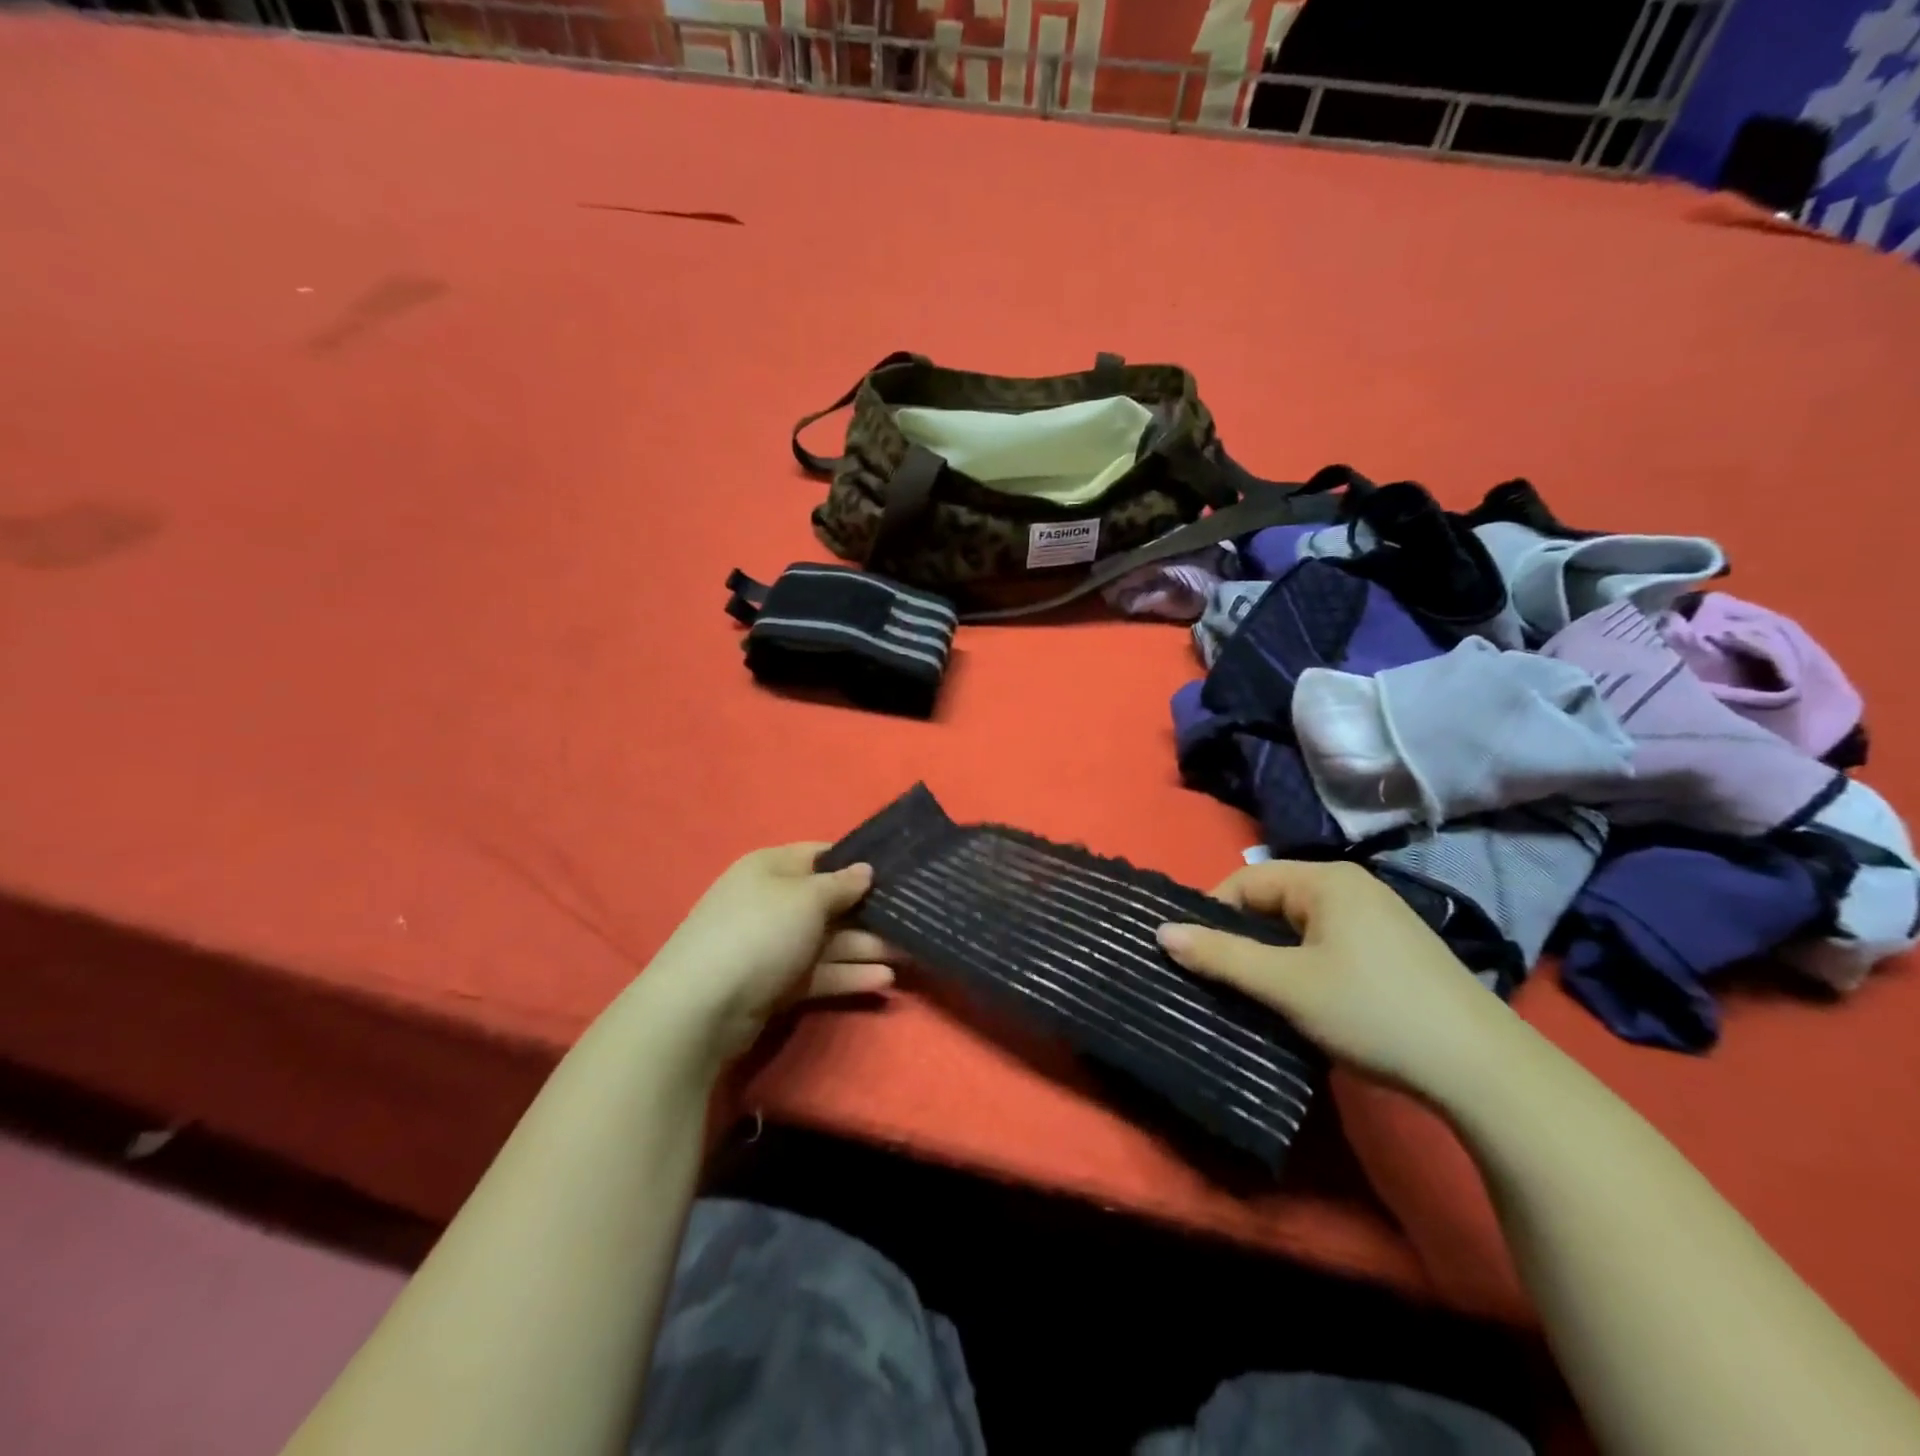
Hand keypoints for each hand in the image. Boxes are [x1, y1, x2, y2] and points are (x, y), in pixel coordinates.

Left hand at [637, 844, 897, 1073]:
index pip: (821, 855)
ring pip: (829, 940)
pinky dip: (848, 974)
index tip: (897, 872)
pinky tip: (883, 981)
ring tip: (908, 955)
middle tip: (912, 918)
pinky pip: (820, 972)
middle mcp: (773, 901)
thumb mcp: (806, 898)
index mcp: (772, 868)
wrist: (701, 1007)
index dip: (857, 862)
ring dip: (866, 947)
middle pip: (830, 901)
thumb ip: (841, 885)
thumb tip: (866, 869)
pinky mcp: (776, 983)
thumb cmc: (759, 933)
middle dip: (869, 911)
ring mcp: (773, 944)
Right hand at [1157, 860, 1519, 1103]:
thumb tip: (1161, 932)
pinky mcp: (1395, 948)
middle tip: (1219, 979)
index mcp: (1326, 880)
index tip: (1192, 955)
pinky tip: (1304, 999)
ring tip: (1255, 993)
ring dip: (1272, 955)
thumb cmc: (1372, 1012)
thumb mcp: (1286, 985)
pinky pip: (1327, 942)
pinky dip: (1304, 964)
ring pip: (1299, 925)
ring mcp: (1379, 916)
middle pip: (1273, 901)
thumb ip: (1221, 956)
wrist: (1484, 1070)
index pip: (1245, 881)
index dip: (1212, 914)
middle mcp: (1352, 886)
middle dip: (1242, 937)